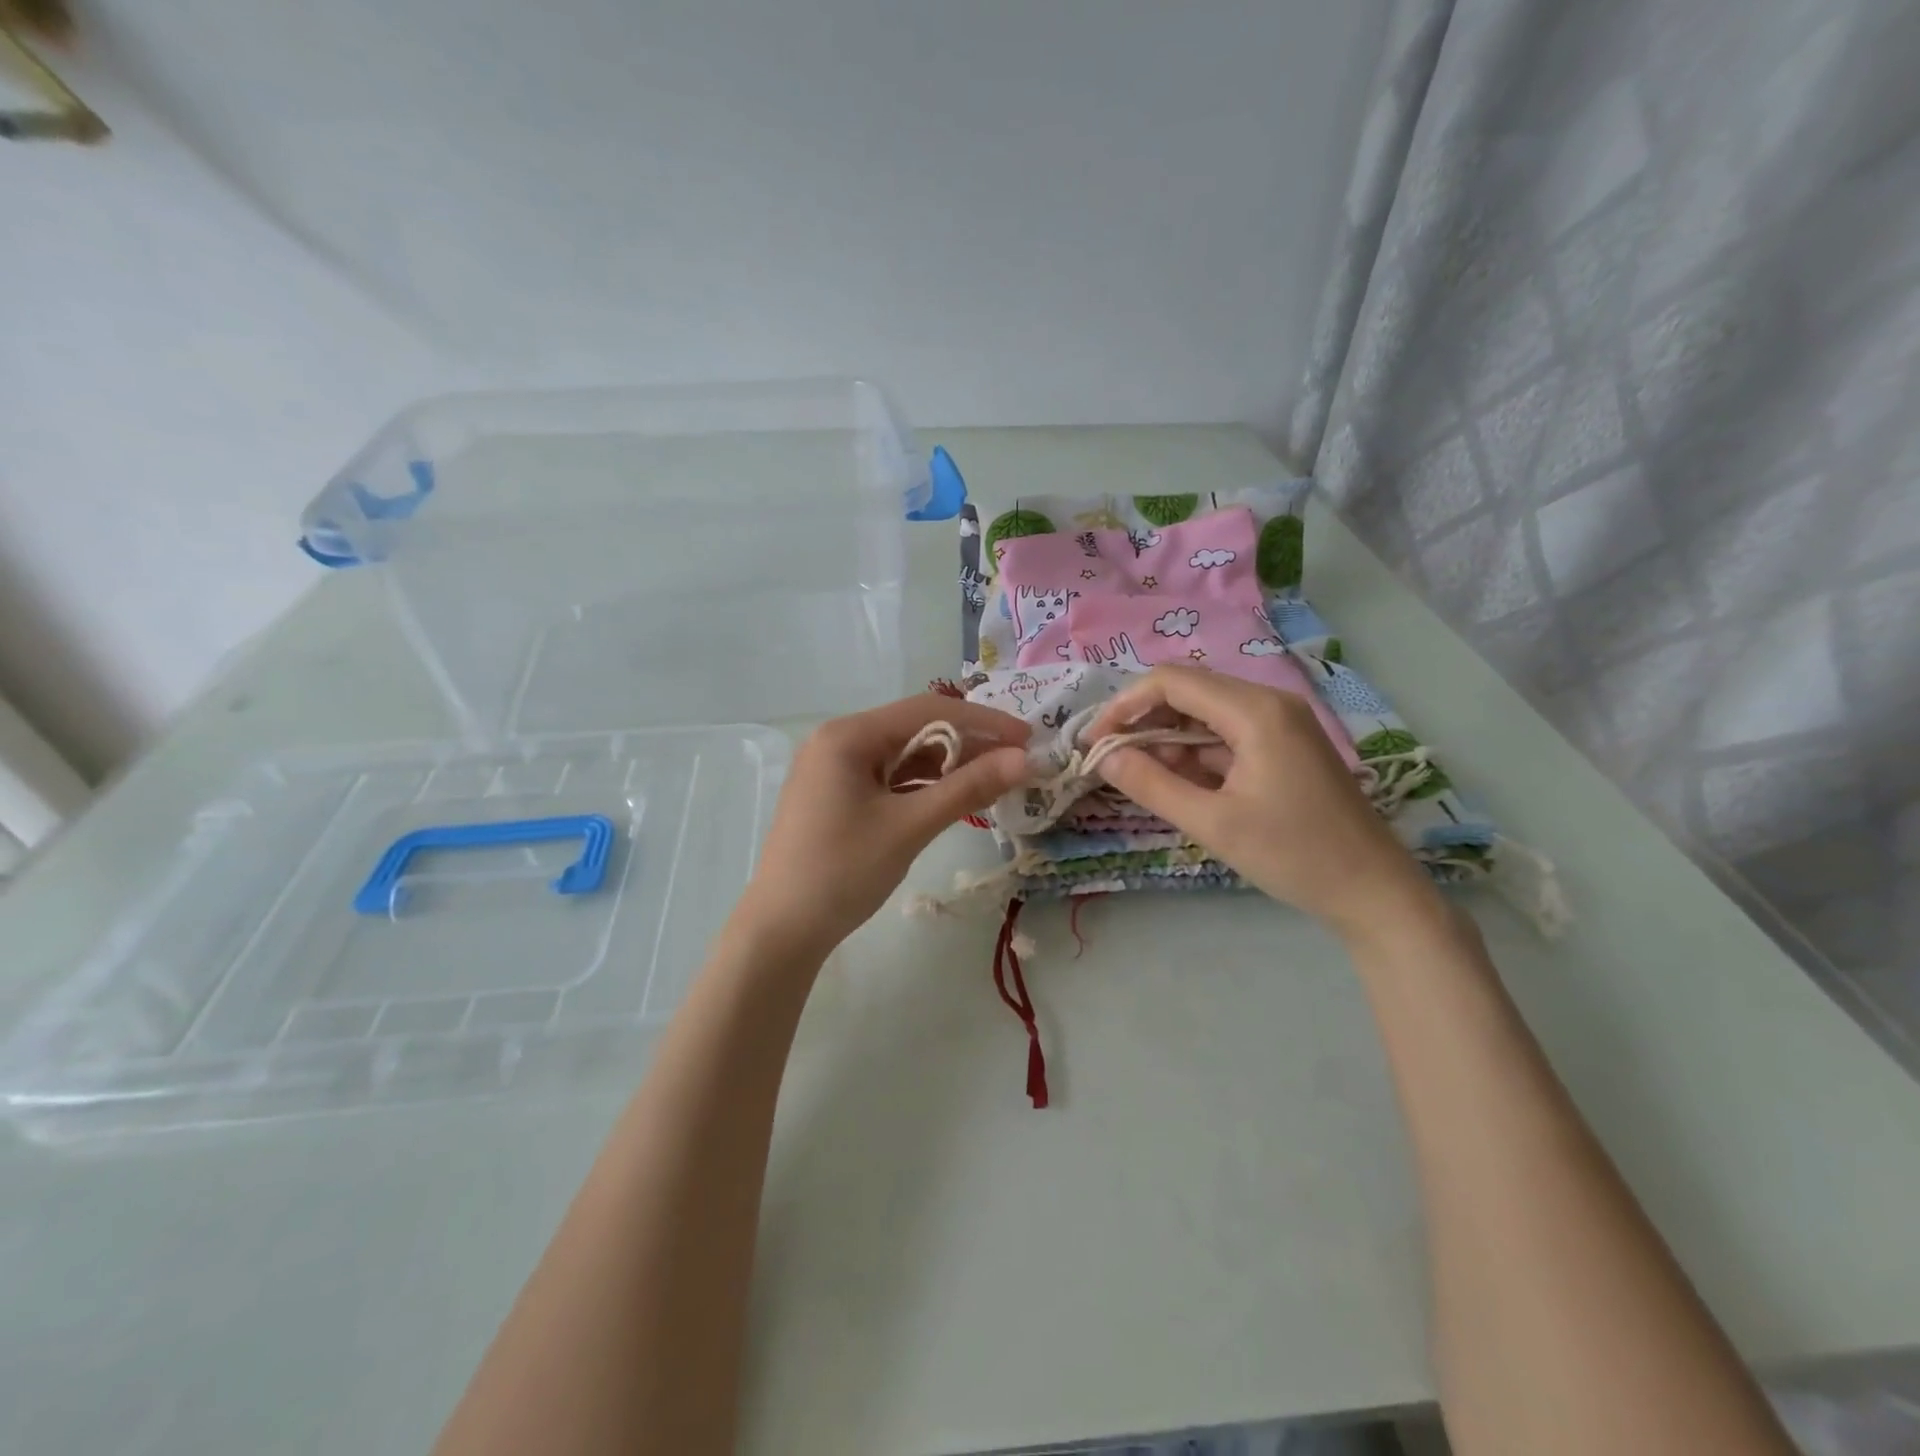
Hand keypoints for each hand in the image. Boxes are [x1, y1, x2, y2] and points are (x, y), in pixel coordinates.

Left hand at [734, 695, 1030, 955]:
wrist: (780, 931)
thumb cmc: (842, 872)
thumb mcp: (909, 827)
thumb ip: (967, 788)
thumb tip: (1024, 759)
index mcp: (848, 735)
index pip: (928, 710)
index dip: (983, 721)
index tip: (1027, 739)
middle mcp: (838, 741)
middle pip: (915, 730)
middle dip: (967, 744)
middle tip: (1015, 764)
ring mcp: (834, 769)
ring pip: (903, 756)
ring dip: (947, 767)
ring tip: (993, 782)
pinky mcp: (837, 796)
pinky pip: (889, 779)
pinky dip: (922, 786)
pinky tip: (953, 798)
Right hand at [1086, 666, 1442, 942]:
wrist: (1374, 891)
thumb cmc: (1293, 855)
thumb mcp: (1212, 823)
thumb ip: (1151, 784)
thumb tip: (1103, 756)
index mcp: (1255, 711)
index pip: (1172, 681)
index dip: (1125, 705)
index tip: (1095, 741)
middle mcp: (1269, 702)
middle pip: (1188, 691)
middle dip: (1143, 721)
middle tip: (1111, 760)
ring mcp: (1280, 723)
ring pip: (1205, 714)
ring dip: (1168, 739)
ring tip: (1141, 778)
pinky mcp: (1284, 745)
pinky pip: (1226, 735)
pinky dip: (1195, 754)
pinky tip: (1179, 784)